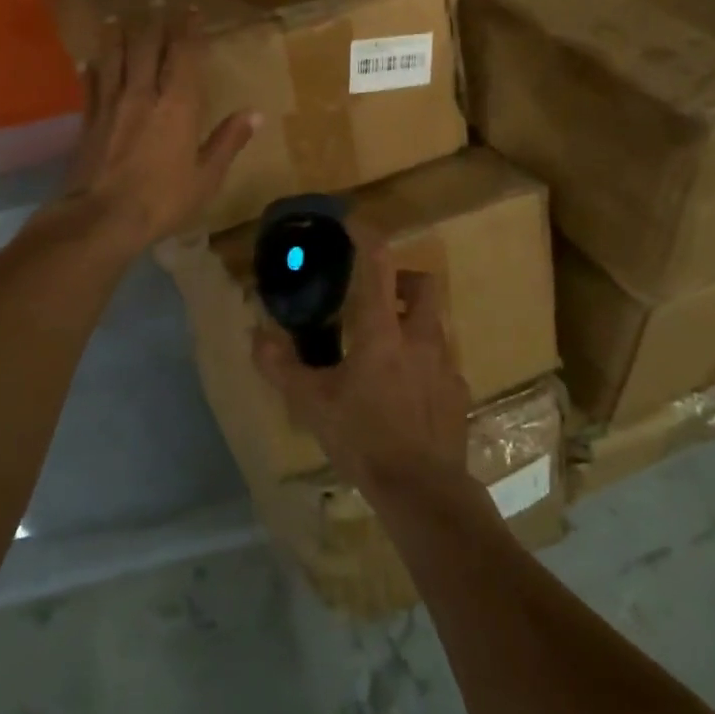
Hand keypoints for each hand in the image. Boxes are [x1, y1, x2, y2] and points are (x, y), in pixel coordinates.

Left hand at [57, 7, 257, 254]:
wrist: (102, 218)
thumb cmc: (162, 200)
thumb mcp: (206, 177)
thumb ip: (228, 141)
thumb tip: (255, 114)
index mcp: (178, 105)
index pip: (183, 54)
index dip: (187, 28)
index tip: (190, 9)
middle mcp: (143, 94)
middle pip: (146, 46)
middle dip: (154, 22)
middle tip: (157, 4)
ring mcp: (111, 104)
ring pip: (114, 58)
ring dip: (118, 35)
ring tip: (119, 19)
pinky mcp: (88, 120)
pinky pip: (91, 85)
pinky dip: (92, 69)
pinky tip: (89, 62)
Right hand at [252, 224, 471, 500]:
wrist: (423, 490)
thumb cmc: (364, 439)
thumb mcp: (312, 404)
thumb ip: (281, 367)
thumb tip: (256, 335)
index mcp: (382, 332)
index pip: (377, 266)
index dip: (366, 237)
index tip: (354, 223)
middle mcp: (419, 338)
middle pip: (423, 283)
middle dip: (402, 278)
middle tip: (378, 296)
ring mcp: (445, 365)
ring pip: (434, 323)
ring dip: (412, 321)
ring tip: (386, 349)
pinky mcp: (458, 392)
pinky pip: (442, 361)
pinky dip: (424, 361)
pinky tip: (406, 391)